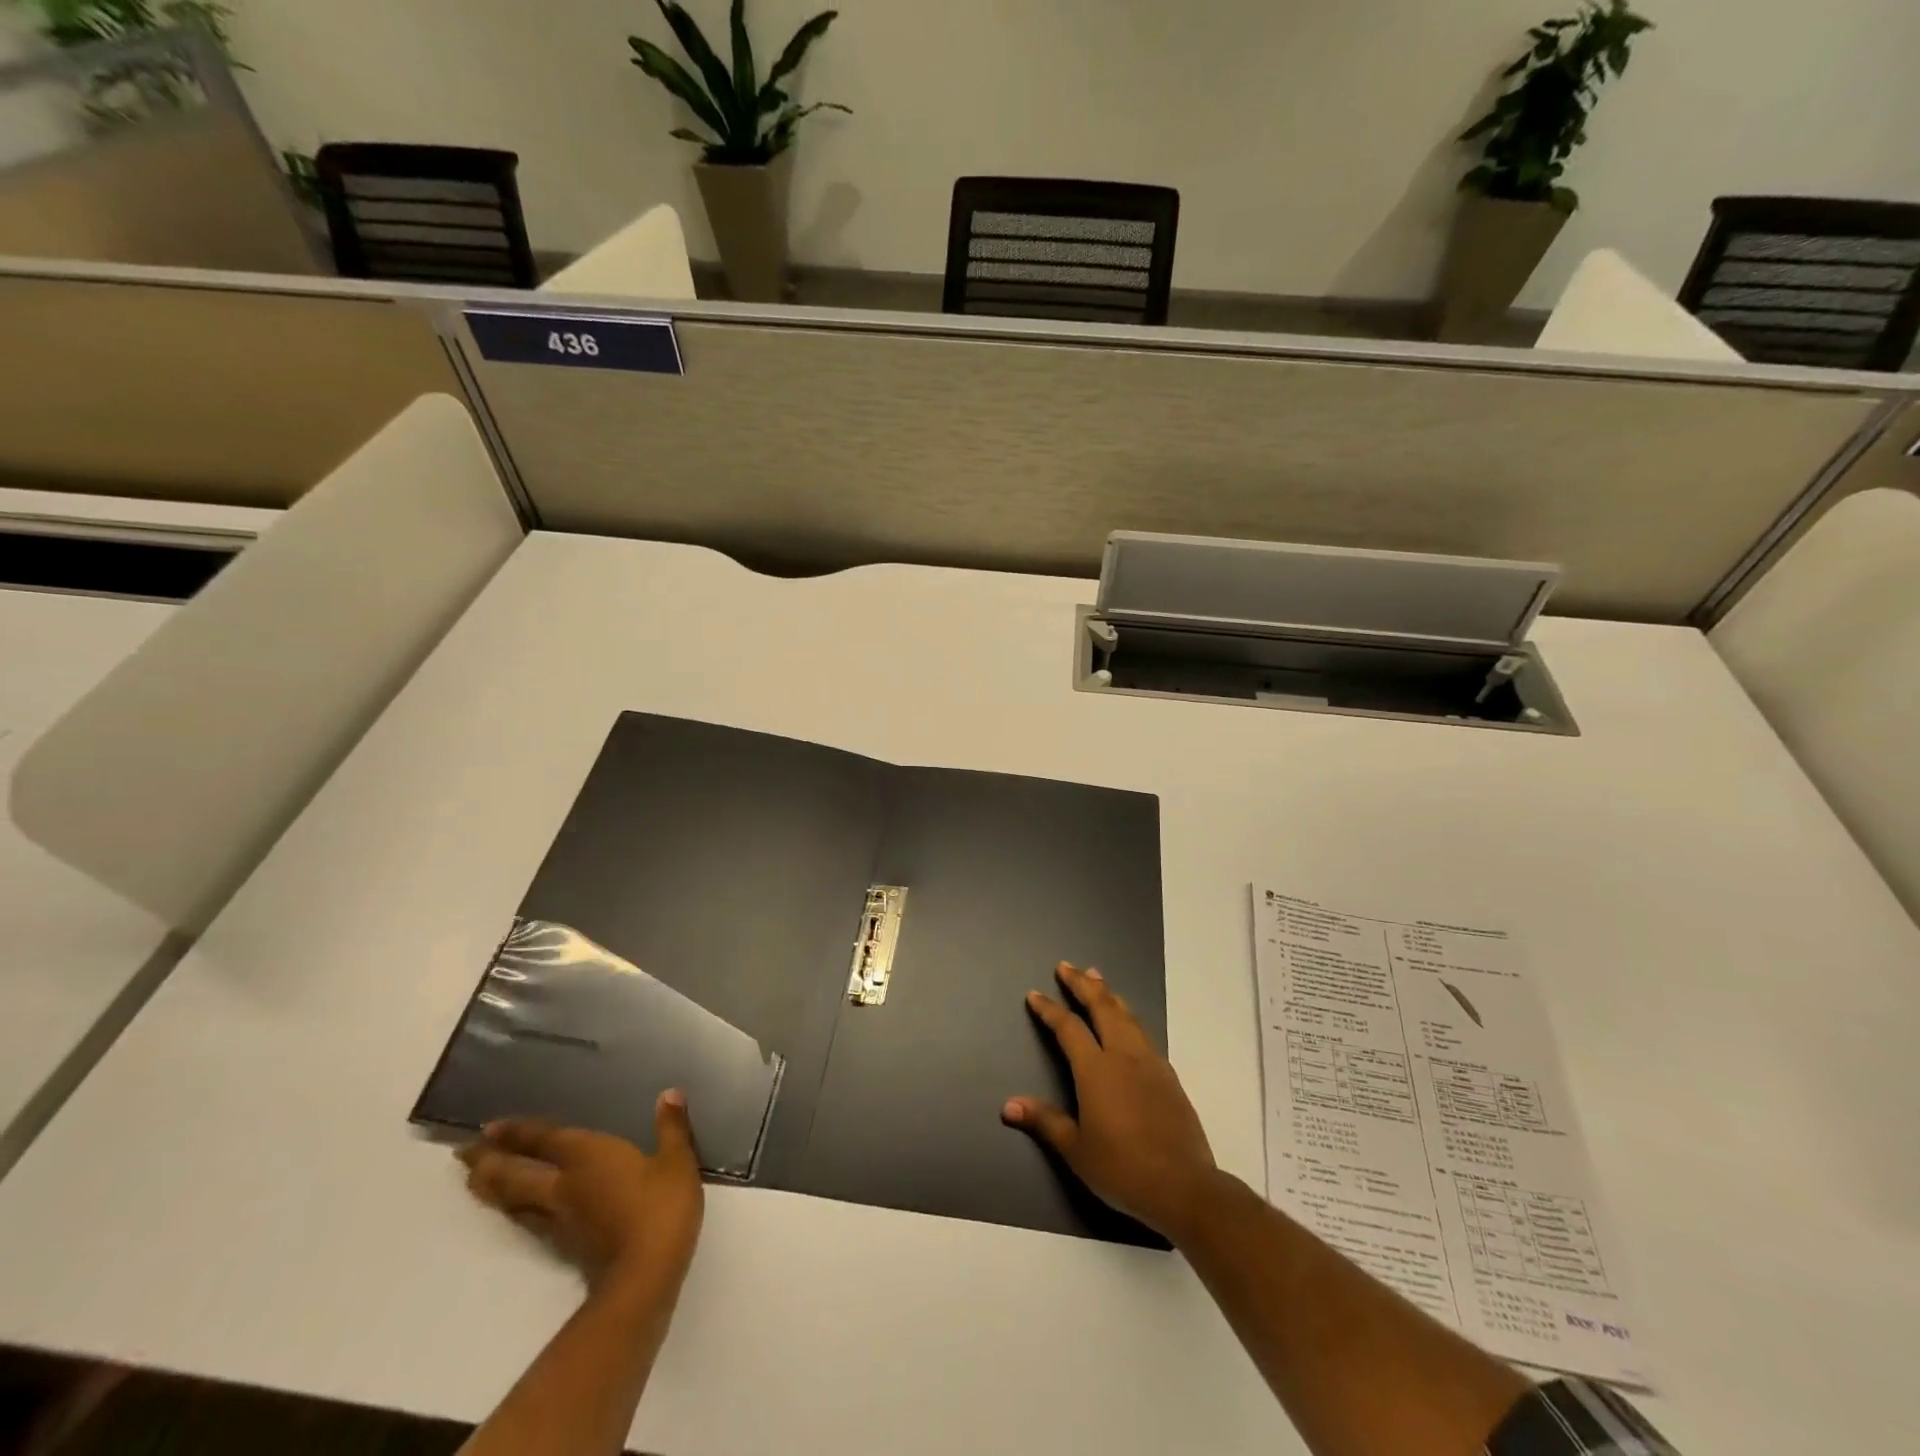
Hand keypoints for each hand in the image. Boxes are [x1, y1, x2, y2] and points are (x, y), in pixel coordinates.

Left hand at [458, 1091, 704, 1293]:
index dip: (516, 1133)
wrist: (644, 1275)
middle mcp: (564, 1185)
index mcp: (588, 1157)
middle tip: (462, 1154)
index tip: (486, 1128)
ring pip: (515, 1200)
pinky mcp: (564, 1244)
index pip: (543, 1140)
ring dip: (492, 1189)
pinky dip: (514, 1210)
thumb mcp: (677, 1161)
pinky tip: (516, 1212)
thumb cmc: (660, 1208)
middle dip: (488, 1162)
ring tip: (474, 1180)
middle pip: (515, 1174)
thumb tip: (669, 1093)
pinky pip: (528, 1220)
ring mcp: (560, 1219)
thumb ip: (671, 1126)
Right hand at [1003, 962, 1218, 1240]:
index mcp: (1096, 1070)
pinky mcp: (1168, 1075)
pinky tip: (1127, 1021)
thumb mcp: (1076, 1150)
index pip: (1068, 1028)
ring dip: (1108, 993)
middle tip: (1066, 966)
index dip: (1050, 1009)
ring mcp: (1150, 1062)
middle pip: (1102, 1007)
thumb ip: (1045, 1121)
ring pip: (1126, 1014)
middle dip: (1082, 984)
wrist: (1184, 1186)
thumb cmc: (1122, 1169)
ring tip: (1096, 977)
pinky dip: (1127, 1015)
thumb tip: (1008, 1106)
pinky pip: (1142, 1032)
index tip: (1035, 994)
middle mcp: (1123, 1056)